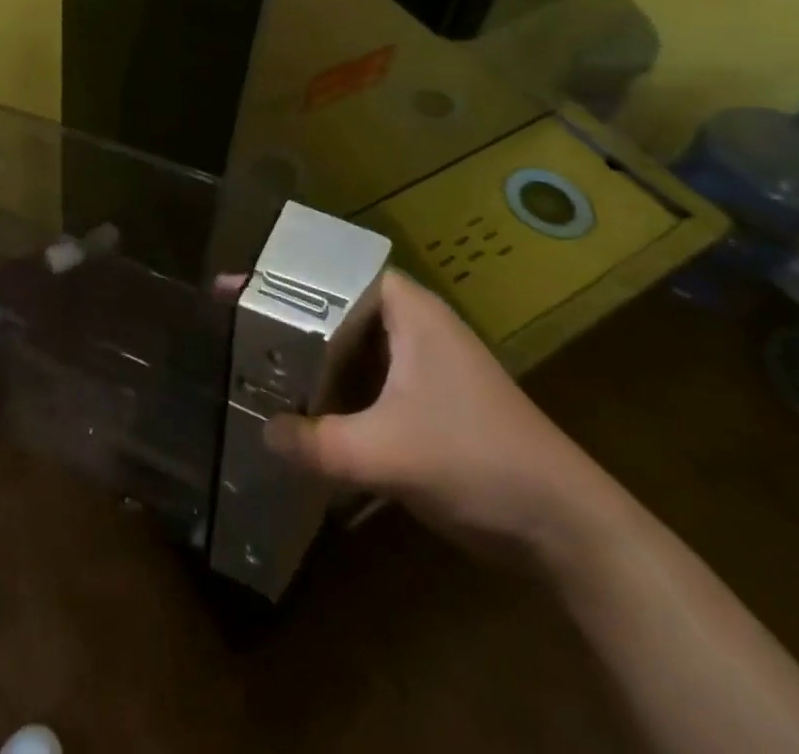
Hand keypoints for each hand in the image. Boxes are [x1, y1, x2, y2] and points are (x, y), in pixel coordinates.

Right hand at [264, 270, 617, 559]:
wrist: (565, 528)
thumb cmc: (479, 459)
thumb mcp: (390, 452)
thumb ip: (319, 443)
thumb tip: (261, 434)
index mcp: (408, 311)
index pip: (333, 271)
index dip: (284, 274)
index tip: (237, 286)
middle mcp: (412, 327)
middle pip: (334, 308)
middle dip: (287, 317)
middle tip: (233, 325)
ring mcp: (419, 367)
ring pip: (348, 349)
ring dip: (307, 359)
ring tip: (252, 365)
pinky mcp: (422, 405)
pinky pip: (362, 384)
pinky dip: (330, 392)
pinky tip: (297, 412)